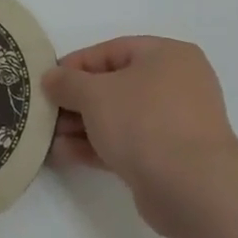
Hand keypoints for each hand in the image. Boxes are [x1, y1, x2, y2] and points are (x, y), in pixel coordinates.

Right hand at [44, 37, 237, 225]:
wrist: (190, 186)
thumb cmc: (143, 122)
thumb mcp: (95, 94)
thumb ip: (67, 82)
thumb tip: (51, 77)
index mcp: (167, 55)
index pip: (112, 50)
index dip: (75, 65)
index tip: (47, 82)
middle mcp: (177, 84)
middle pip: (115, 85)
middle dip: (77, 100)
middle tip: (46, 113)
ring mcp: (176, 122)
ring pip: (120, 117)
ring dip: (83, 126)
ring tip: (50, 138)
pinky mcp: (170, 157)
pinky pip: (128, 143)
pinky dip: (98, 146)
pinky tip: (65, 155)